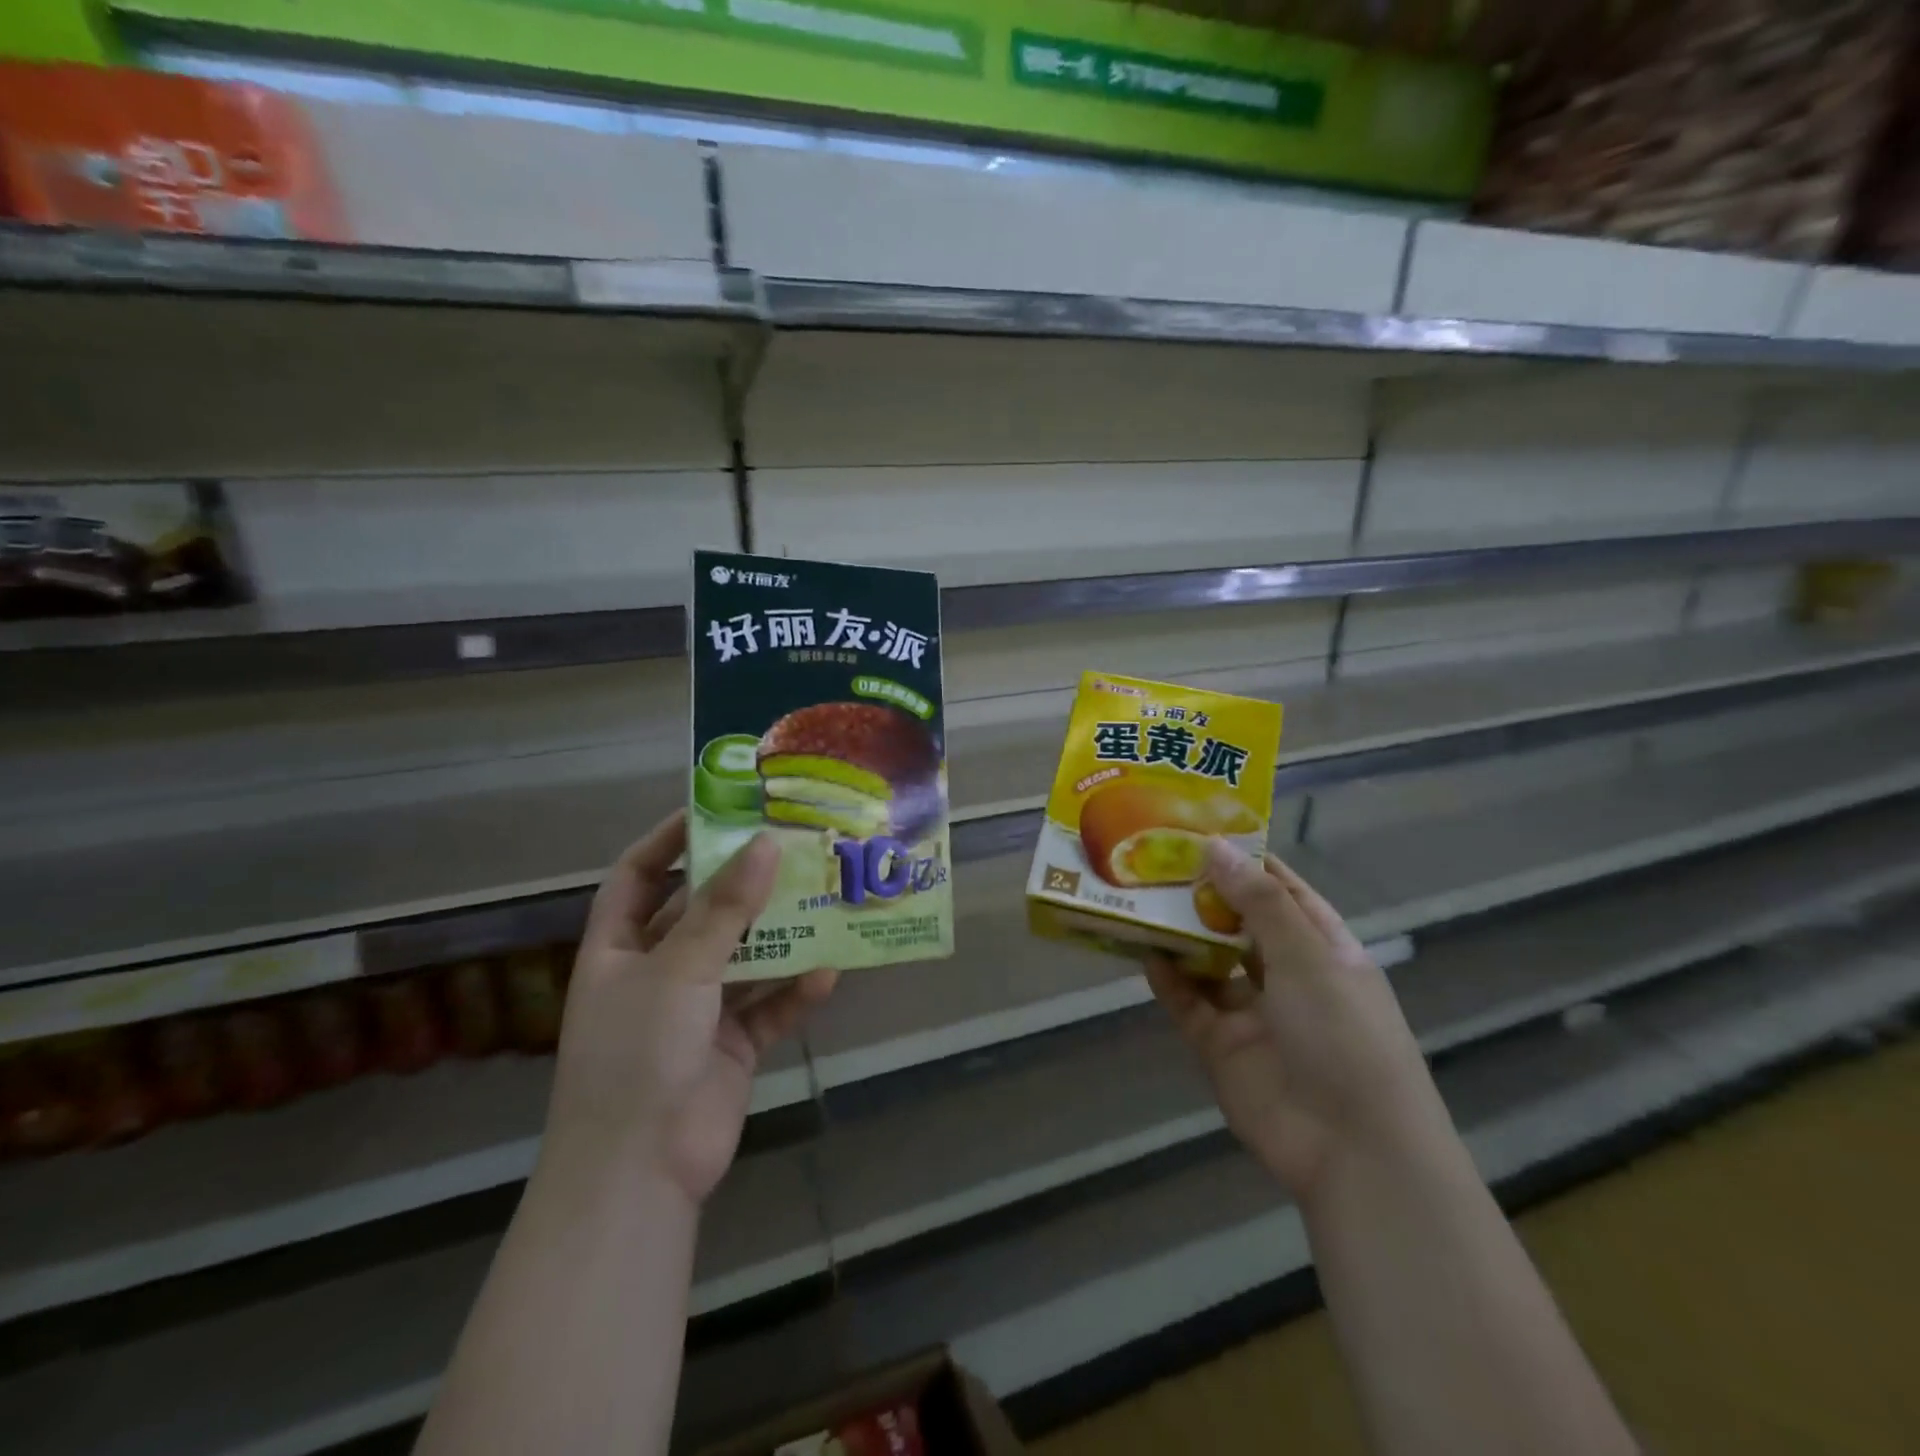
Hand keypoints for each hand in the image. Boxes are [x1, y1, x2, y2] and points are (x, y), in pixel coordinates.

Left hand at [546, 812, 837, 1203]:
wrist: (638, 1173)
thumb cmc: (638, 1052)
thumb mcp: (678, 968)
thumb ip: (724, 908)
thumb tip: (765, 844)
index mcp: (618, 949)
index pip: (638, 876)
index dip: (670, 840)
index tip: (718, 811)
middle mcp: (656, 973)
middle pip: (702, 913)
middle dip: (743, 885)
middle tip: (791, 848)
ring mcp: (695, 1012)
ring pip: (744, 959)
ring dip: (780, 937)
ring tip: (825, 899)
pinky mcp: (731, 1047)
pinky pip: (769, 1009)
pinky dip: (796, 993)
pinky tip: (830, 972)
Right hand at [1147, 839, 1453, 1207]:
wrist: (1352, 1150)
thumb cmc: (1344, 1035)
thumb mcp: (1307, 956)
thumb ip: (1258, 901)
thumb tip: (1215, 846)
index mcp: (1322, 948)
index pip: (1282, 890)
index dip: (1245, 860)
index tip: (1201, 829)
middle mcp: (1287, 974)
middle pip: (1238, 922)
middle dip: (1203, 894)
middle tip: (1153, 857)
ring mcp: (1252, 1012)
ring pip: (1208, 961)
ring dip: (1180, 933)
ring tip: (1139, 896)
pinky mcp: (1221, 1045)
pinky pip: (1188, 1002)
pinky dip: (1167, 978)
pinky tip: (1143, 949)